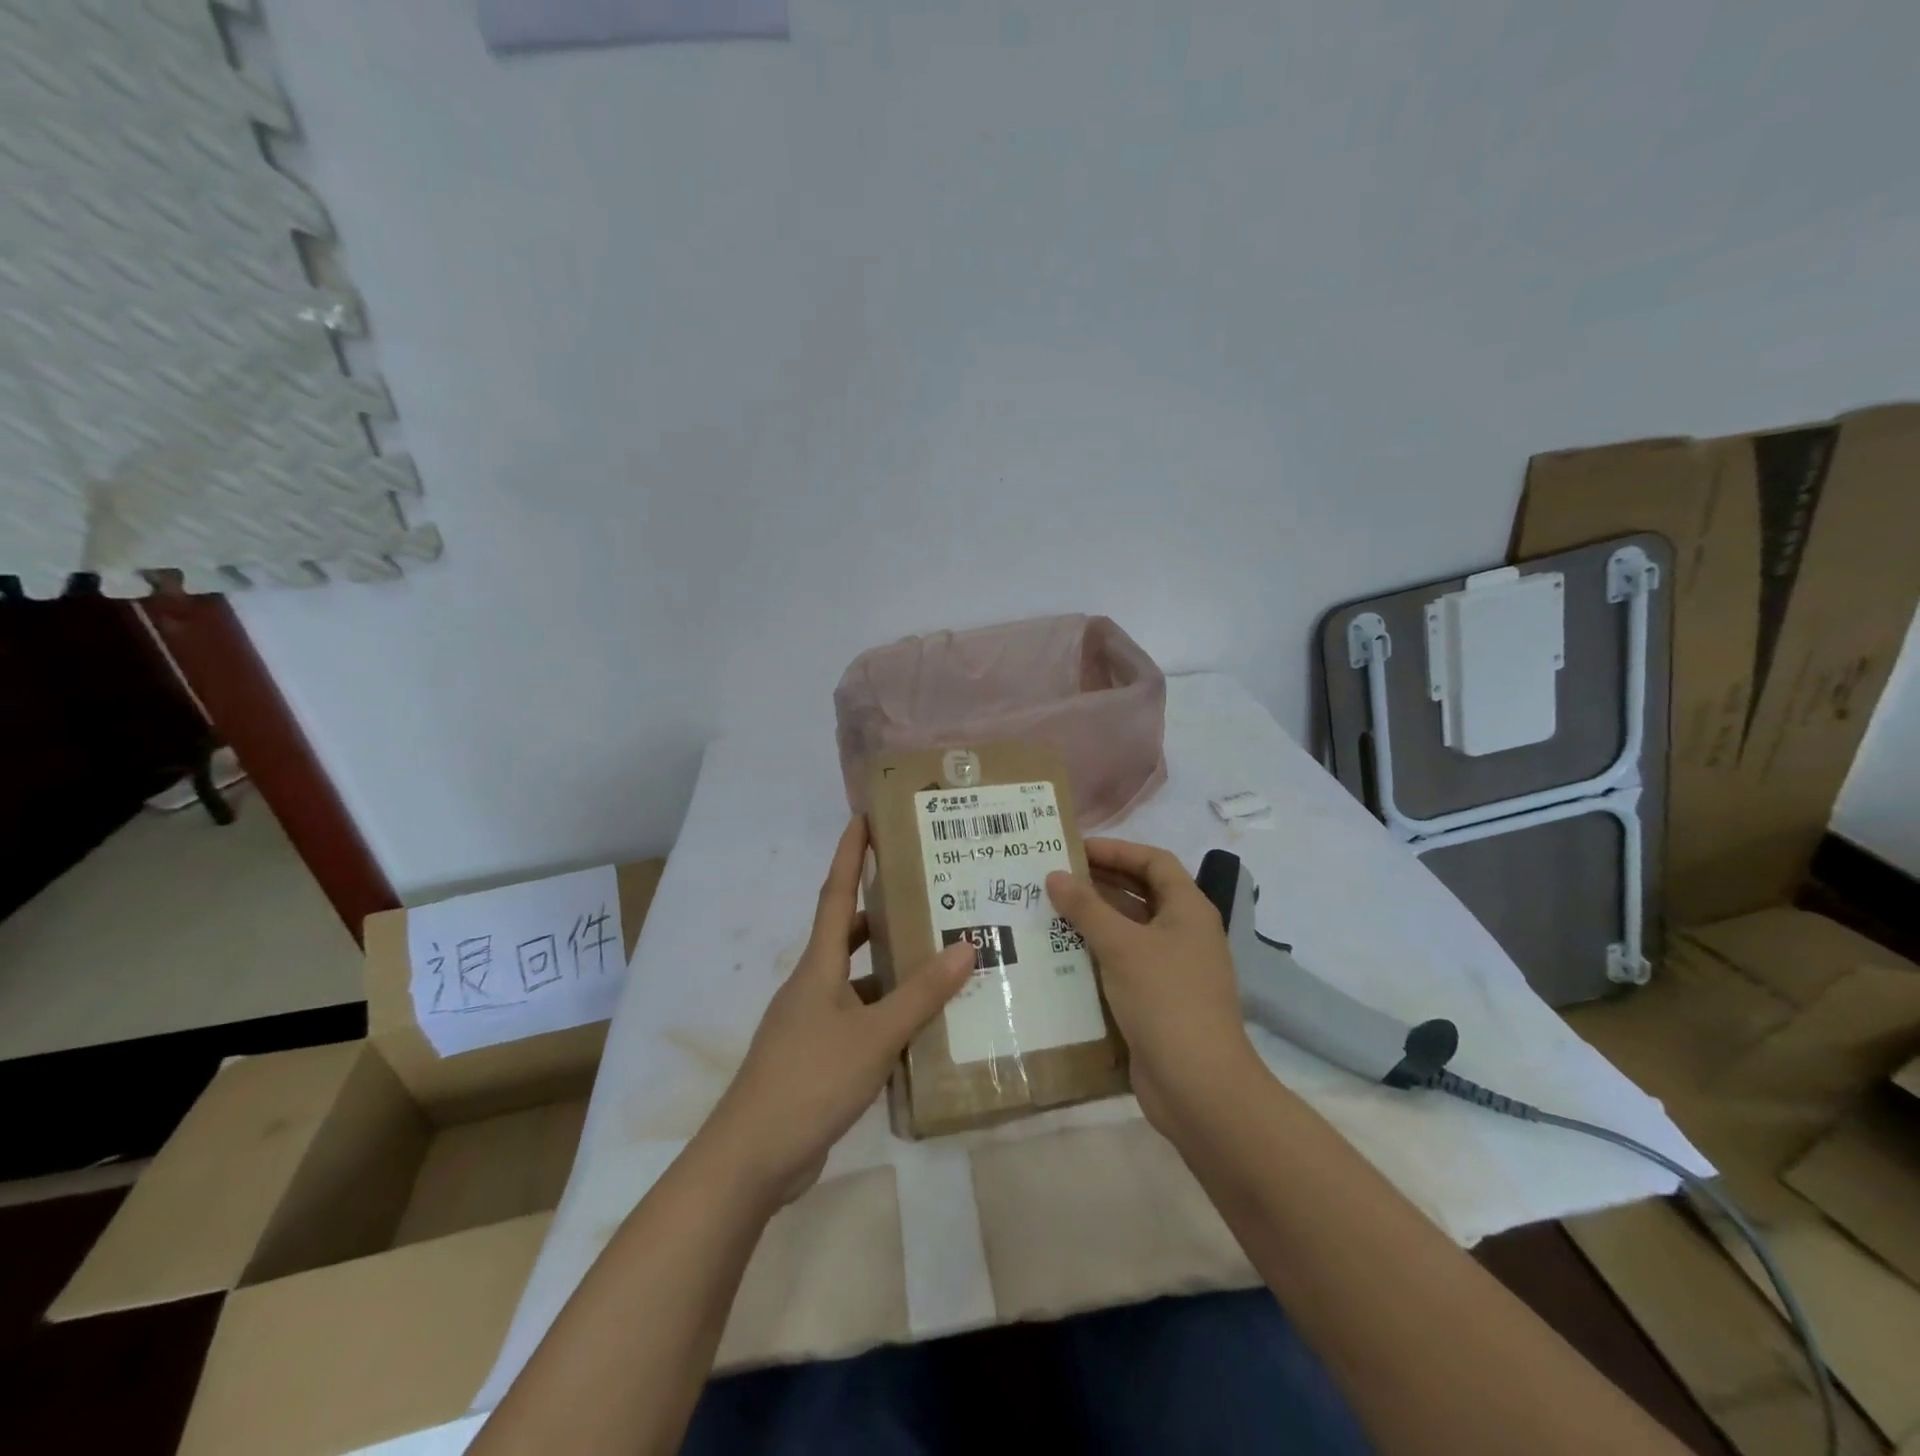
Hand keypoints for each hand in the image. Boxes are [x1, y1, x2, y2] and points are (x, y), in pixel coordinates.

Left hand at [699, 816, 973, 1209]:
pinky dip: (886, 1012)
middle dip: (882, 910)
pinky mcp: (817, 1056)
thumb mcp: (874, 1035)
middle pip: (848, 933)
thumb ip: (921, 994)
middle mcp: (812, 985)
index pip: (836, 894)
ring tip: (938, 957)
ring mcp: (812, 1022)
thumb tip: (966, 945)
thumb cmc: (810, 1081)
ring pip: (857, 979)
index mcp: (818, 966)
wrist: (751, 1158)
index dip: (850, 855)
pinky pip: (858, 1018)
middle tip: (926, 893)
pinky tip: (920, 1026)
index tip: (864, 817)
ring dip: (890, 967)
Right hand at [1046, 839, 1259, 1133]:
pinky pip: (1123, 962)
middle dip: (1099, 882)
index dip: (1116, 849)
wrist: (1199, 1087)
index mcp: (1188, 909)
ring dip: (1093, 918)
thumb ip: (1086, 908)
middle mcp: (1183, 932)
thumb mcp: (1122, 946)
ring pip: (1129, 929)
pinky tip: (1060, 954)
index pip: (1153, 861)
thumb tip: (1054, 875)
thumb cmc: (1165, 1000)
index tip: (1074, 849)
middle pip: (1140, 893)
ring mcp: (1172, 968)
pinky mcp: (1157, 999)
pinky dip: (1096, 953)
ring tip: (1048, 911)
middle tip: (1053, 878)